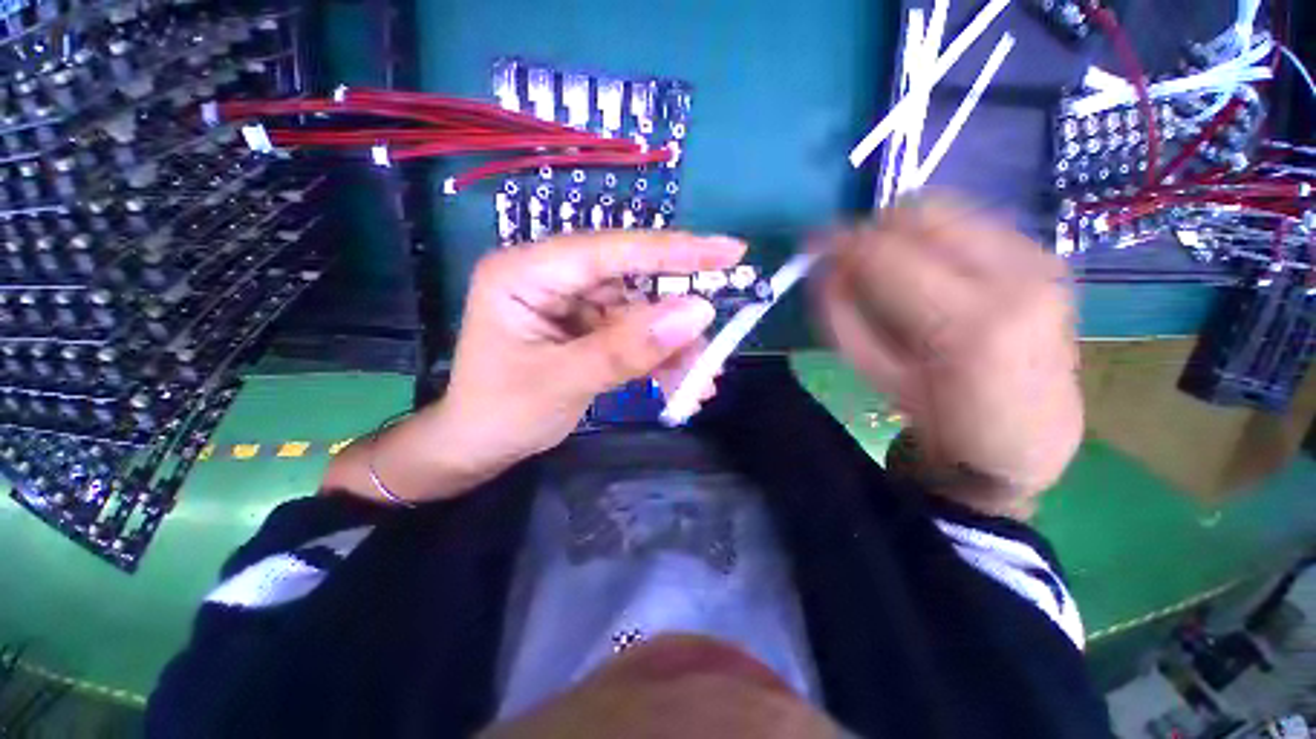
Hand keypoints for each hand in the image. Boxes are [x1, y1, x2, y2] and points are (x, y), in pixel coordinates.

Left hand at [420, 231, 744, 489]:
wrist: (479, 448)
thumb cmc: (502, 414)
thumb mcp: (565, 382)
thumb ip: (629, 348)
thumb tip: (698, 313)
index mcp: (525, 272)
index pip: (609, 251)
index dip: (672, 251)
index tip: (728, 252)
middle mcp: (551, 277)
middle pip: (631, 283)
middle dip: (676, 316)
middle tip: (718, 336)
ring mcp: (571, 303)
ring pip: (639, 314)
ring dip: (673, 349)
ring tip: (700, 382)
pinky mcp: (586, 327)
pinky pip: (633, 335)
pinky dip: (659, 359)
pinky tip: (681, 384)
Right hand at [815, 195, 1082, 514]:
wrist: (1026, 439)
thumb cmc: (941, 418)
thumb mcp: (875, 374)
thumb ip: (842, 318)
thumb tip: (822, 269)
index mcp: (967, 323)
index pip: (886, 253)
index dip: (839, 243)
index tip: (811, 247)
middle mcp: (1015, 277)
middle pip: (922, 213)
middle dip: (872, 230)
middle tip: (850, 260)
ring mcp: (1039, 262)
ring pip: (950, 210)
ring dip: (904, 233)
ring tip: (890, 270)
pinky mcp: (1047, 259)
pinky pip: (975, 223)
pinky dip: (937, 238)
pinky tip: (931, 274)